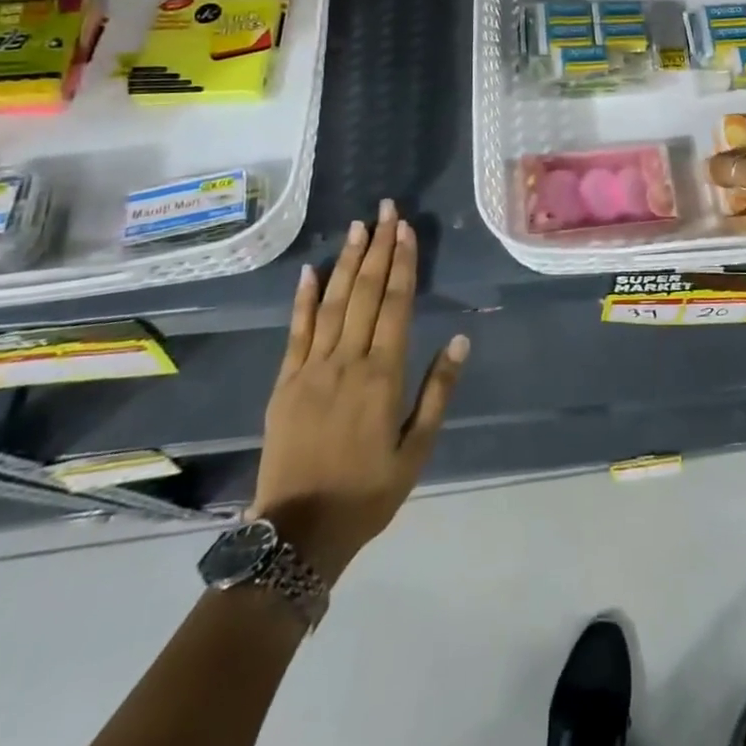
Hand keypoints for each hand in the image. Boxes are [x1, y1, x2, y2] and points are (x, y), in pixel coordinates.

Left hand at [246, 199, 468, 582]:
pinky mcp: (284, 382)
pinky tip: (311, 269)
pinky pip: (295, 331)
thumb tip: (461, 340)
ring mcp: (311, 369)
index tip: (406, 229)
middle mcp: (347, 361)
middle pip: (364, 292)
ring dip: (347, 261)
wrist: (297, 535)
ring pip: (332, 303)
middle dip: (377, 247)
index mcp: (383, 376)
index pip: (395, 304)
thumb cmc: (367, 492)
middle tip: (385, 210)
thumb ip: (438, 391)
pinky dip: (303, 298)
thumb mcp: (416, 450)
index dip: (402, 263)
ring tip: (358, 226)